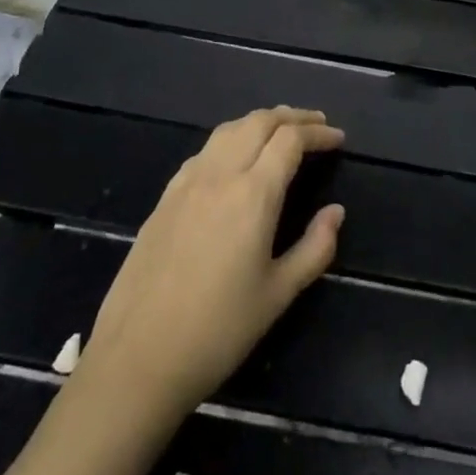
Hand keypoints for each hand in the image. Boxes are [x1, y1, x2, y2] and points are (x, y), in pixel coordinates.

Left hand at [79, 106, 345, 420]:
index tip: (338, 138)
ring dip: (260, 122)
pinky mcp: (165, 197)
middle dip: (292, 117)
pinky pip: (205, 150)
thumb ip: (315, 248)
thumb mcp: (278, 294)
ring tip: (281, 131)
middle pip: (259, 122)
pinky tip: (235, 159)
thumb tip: (335, 212)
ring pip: (228, 129)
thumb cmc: (218, 331)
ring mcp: (187, 182)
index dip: (318, 133)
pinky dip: (231, 139)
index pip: (290, 140)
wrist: (137, 358)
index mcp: (253, 194)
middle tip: (317, 124)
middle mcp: (219, 175)